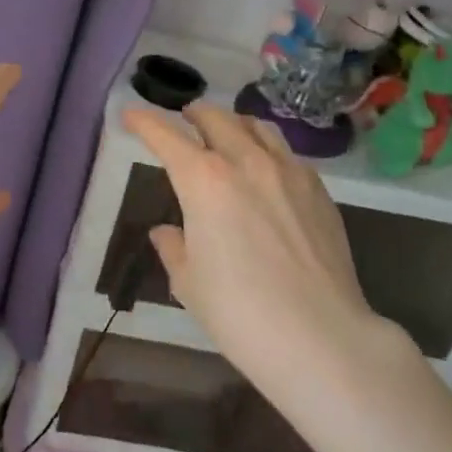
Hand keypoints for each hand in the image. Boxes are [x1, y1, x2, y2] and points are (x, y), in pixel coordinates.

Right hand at [123, 103, 415, 424]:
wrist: (320, 336)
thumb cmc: (239, 312)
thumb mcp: (189, 283)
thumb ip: (174, 248)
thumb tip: (167, 232)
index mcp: (204, 181)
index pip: (167, 137)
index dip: (145, 122)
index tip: (131, 115)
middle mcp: (246, 162)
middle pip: (216, 118)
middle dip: (193, 115)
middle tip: (183, 121)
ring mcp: (289, 172)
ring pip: (257, 127)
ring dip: (233, 123)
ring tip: (225, 134)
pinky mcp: (319, 190)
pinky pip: (287, 153)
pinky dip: (266, 149)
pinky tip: (266, 170)